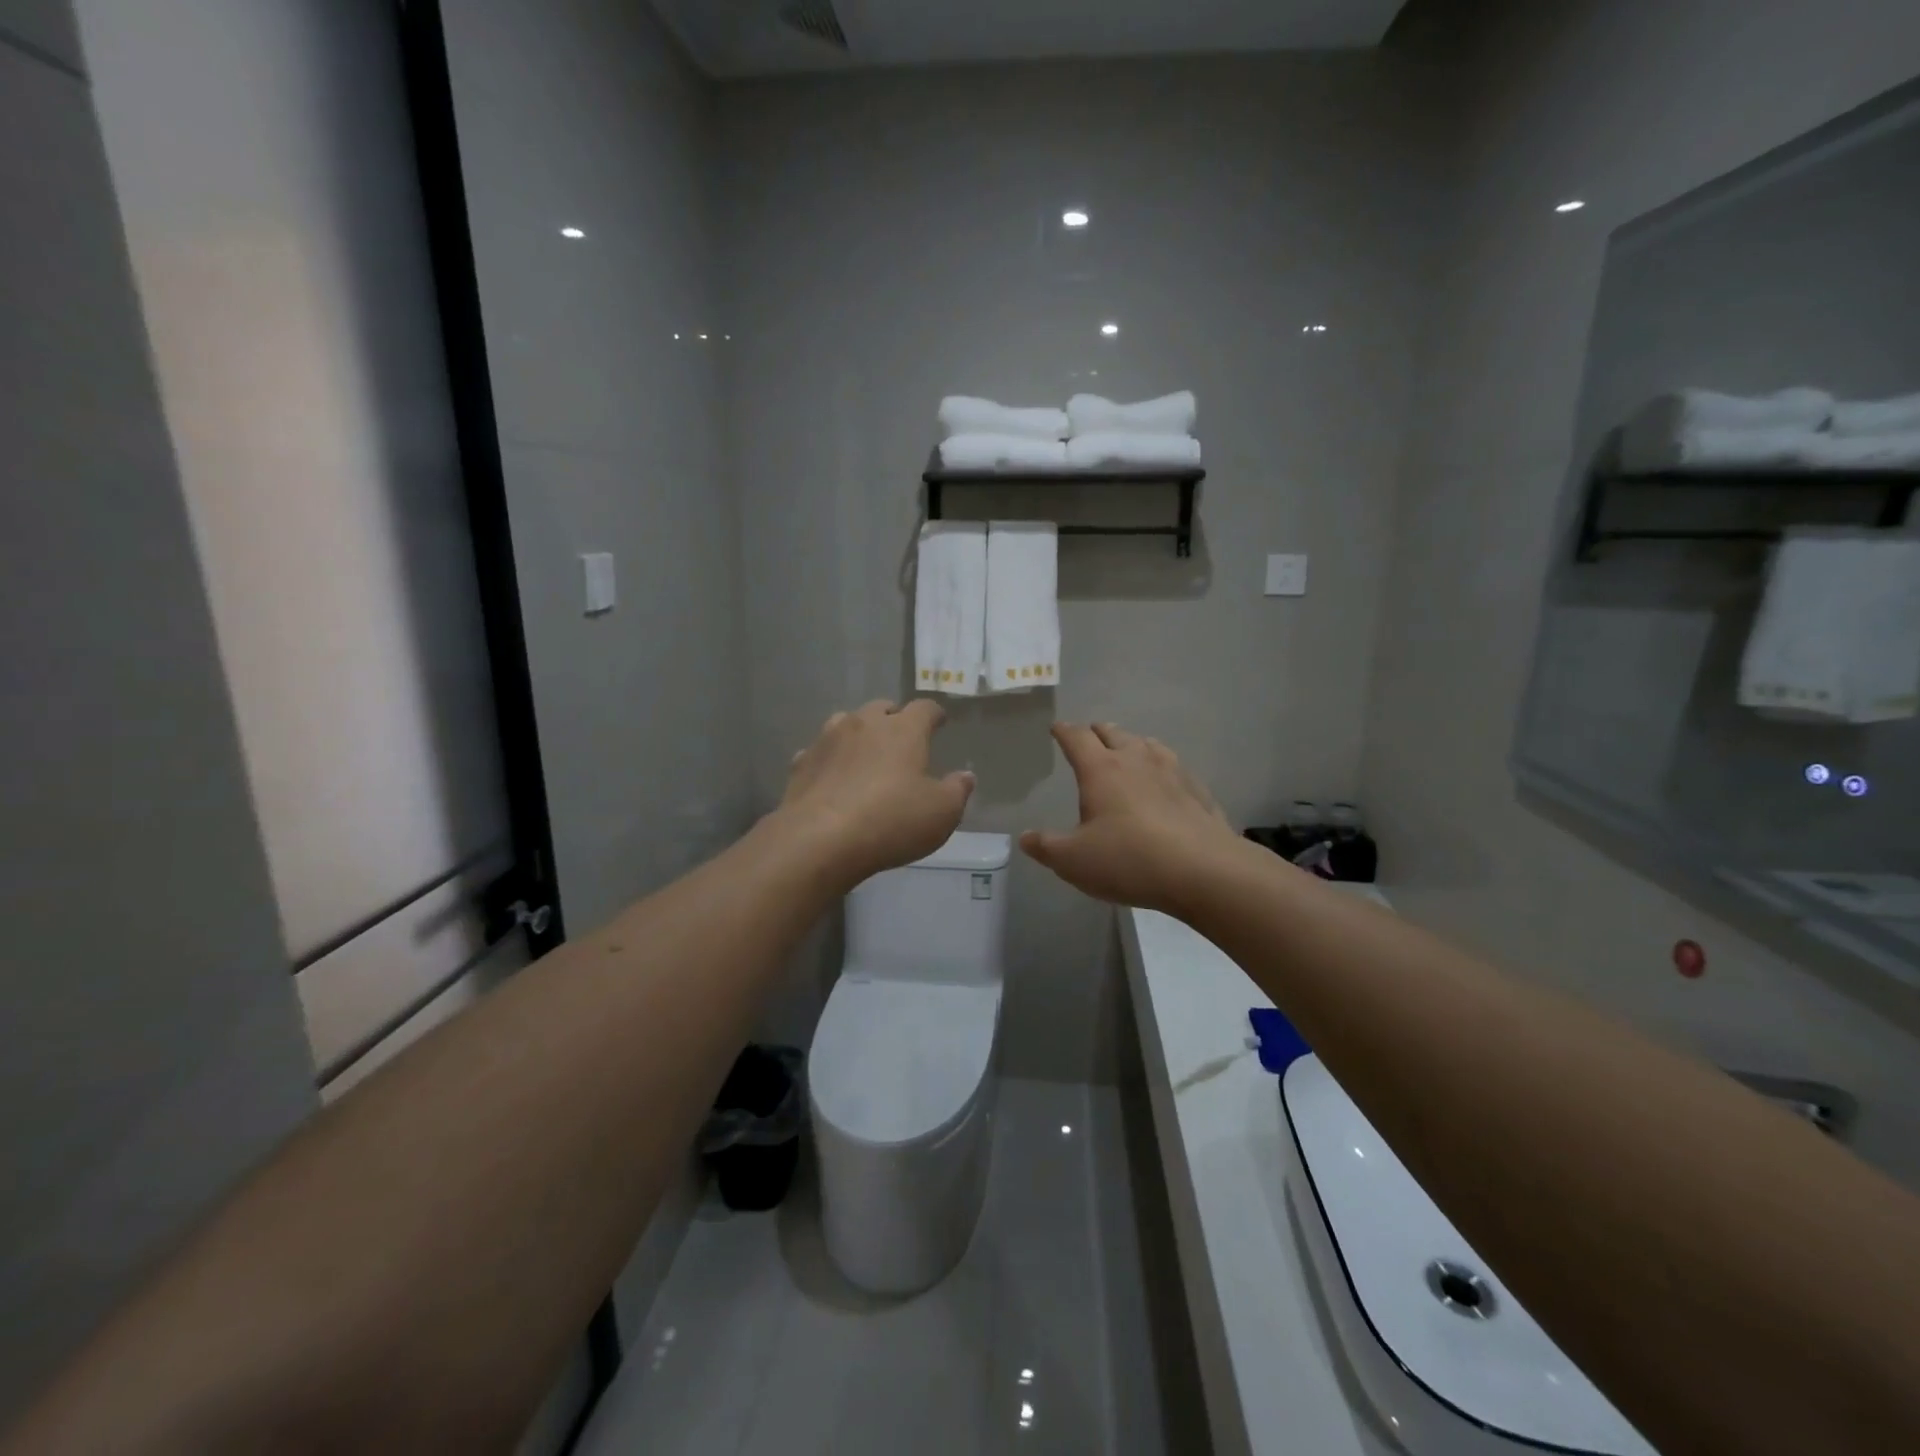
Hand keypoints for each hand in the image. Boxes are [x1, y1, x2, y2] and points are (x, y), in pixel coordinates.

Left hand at [778, 699, 974, 888]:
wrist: (819, 840)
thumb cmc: (891, 821)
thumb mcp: (941, 813)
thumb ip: (957, 790)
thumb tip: (965, 776)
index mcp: (903, 730)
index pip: (924, 708)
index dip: (934, 714)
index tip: (940, 721)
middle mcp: (864, 724)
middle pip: (882, 707)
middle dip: (894, 718)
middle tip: (902, 738)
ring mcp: (827, 740)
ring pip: (846, 722)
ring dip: (859, 732)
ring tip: (866, 752)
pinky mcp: (801, 763)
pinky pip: (820, 752)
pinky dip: (830, 759)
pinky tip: (832, 777)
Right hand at [1021, 722, 1240, 916]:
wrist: (1203, 871)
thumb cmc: (1129, 860)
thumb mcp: (1073, 861)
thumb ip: (1046, 847)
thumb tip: (1026, 838)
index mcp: (1100, 769)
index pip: (1077, 738)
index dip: (1064, 731)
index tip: (1057, 728)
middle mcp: (1135, 760)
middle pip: (1113, 733)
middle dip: (1097, 732)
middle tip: (1089, 737)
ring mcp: (1171, 771)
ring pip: (1147, 744)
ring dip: (1131, 744)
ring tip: (1126, 752)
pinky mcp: (1197, 790)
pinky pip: (1173, 767)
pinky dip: (1161, 766)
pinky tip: (1165, 782)